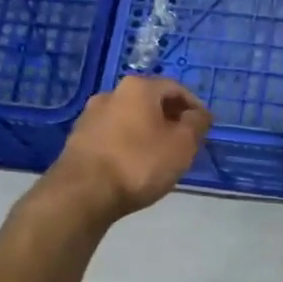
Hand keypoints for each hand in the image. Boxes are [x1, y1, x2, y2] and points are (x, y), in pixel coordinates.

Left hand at [47, 76, 212, 220]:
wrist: (82, 193)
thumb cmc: (139, 163)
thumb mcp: (182, 145)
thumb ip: (196, 124)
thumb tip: (199, 115)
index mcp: (138, 88)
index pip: (175, 88)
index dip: (194, 106)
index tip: (204, 127)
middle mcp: (111, 93)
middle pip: (150, 101)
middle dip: (170, 118)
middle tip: (185, 141)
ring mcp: (90, 116)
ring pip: (130, 118)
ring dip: (148, 131)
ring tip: (160, 156)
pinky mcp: (77, 139)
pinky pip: (113, 135)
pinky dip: (128, 144)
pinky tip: (134, 165)